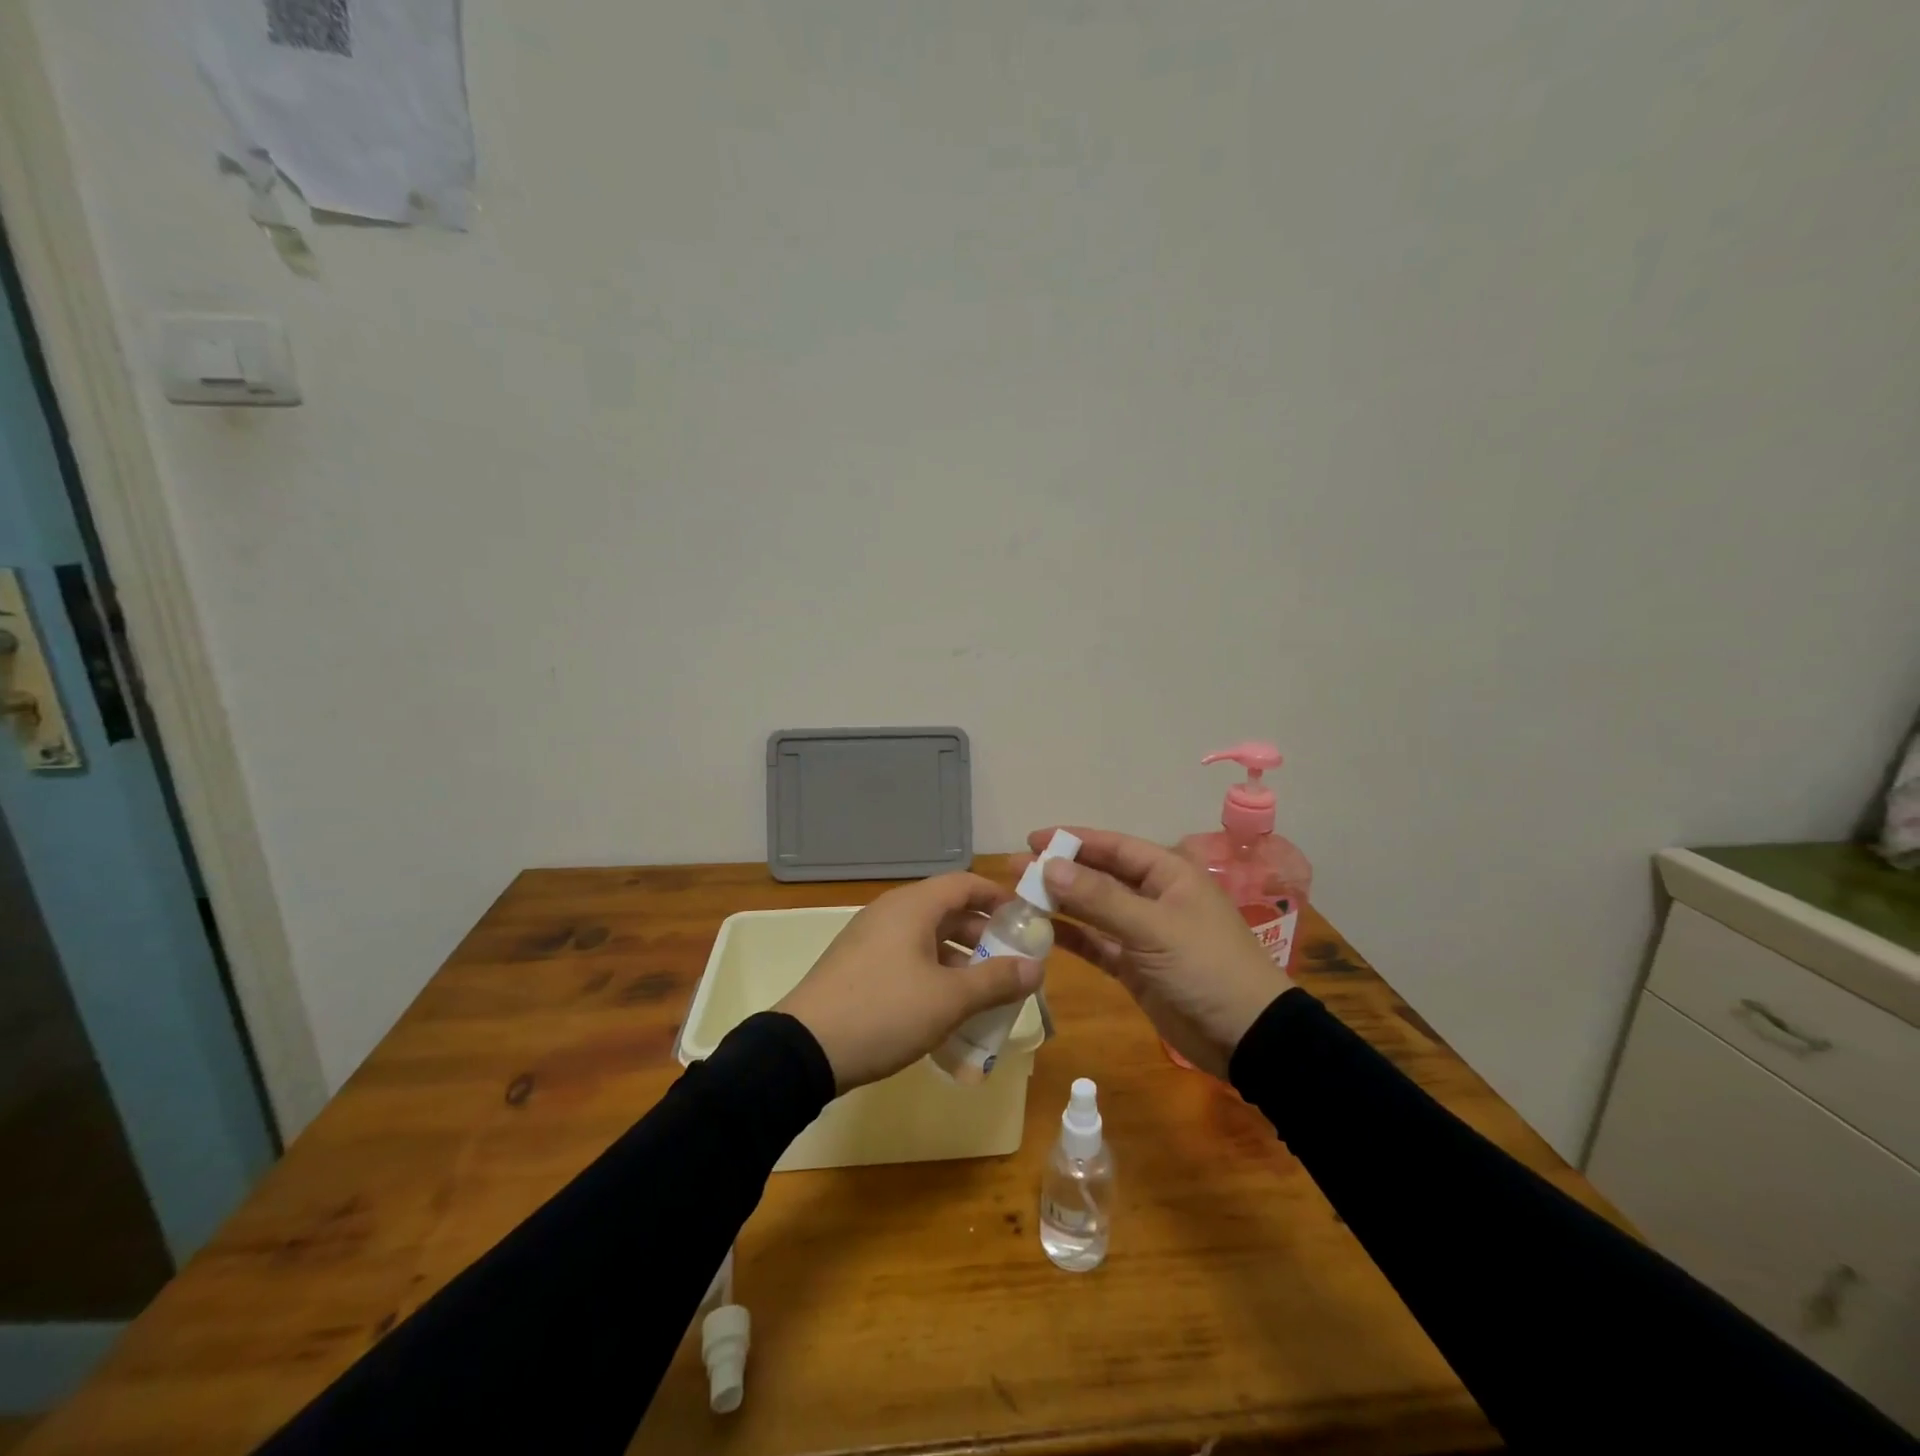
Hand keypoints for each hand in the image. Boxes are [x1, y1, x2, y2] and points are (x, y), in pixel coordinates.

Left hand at [774, 873, 1044, 1092]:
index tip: (1026, 920)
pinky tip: (946, 1008)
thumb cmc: (885, 1012)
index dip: (998, 897)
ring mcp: (870, 940)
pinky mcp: (858, 967)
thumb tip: (1037, 968)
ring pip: (927, 938)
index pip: (964, 883)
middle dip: (983, 935)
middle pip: (947, 910)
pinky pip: (908, 958)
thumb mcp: (949, 999)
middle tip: (1012, 962)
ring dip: (960, 959)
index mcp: (912, 906)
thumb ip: (996, 981)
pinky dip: (934, 973)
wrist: (805, 1049)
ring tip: (986, 991)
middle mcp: (891, 913)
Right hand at [1027, 827, 1288, 1077]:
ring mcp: (1144, 934)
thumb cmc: (1206, 968)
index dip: (1074, 840)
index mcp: (1168, 874)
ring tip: (1019, 898)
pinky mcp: (1136, 967)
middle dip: (1061, 872)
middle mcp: (1154, 897)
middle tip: (1015, 871)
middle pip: (1100, 876)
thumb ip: (1099, 898)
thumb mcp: (1153, 928)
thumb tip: (1050, 865)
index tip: (1032, 839)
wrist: (1249, 1037)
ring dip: (1061, 904)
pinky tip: (1041, 933)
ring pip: (1094, 911)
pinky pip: (1097, 944)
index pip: (1114, 846)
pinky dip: (1072, 938)